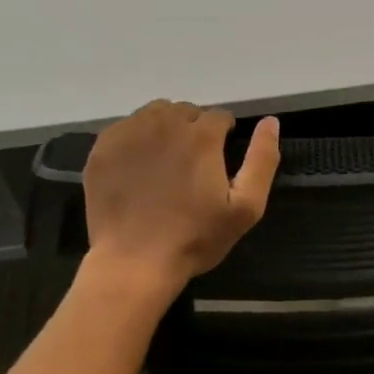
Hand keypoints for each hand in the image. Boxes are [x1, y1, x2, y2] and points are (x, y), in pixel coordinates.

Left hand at [83, 101, 279, 299]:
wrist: (134, 263)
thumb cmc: (195, 238)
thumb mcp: (245, 207)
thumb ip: (262, 160)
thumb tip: (270, 121)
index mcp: (201, 135)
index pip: (219, 116)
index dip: (224, 135)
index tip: (219, 159)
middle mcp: (165, 123)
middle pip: (187, 111)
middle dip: (194, 129)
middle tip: (192, 164)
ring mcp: (130, 133)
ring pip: (155, 113)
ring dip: (166, 128)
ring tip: (166, 160)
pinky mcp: (103, 147)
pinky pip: (126, 126)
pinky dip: (137, 137)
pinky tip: (139, 166)